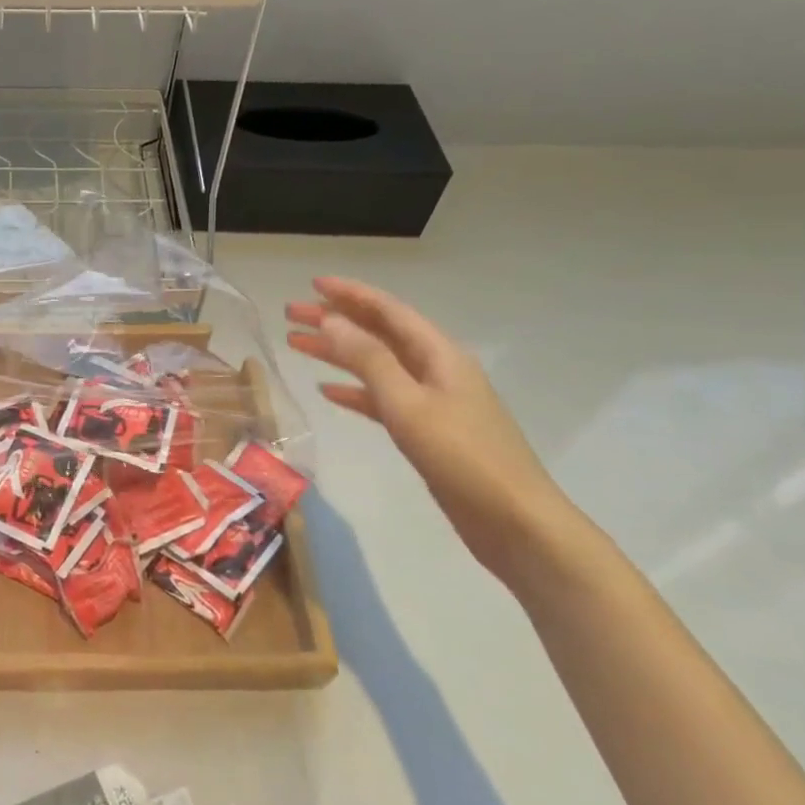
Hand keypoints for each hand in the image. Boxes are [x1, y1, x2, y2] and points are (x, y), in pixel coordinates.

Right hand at [286, 278, 582, 586]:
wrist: (513, 521)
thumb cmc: (462, 457)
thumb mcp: (408, 404)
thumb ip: (368, 360)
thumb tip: (330, 320)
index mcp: (438, 354)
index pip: (388, 310)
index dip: (350, 294)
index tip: (312, 284)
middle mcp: (435, 369)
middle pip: (378, 333)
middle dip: (336, 320)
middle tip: (291, 313)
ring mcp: (433, 400)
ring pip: (377, 364)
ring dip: (338, 353)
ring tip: (297, 345)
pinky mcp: (427, 429)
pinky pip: (383, 397)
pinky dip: (354, 390)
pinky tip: (328, 390)